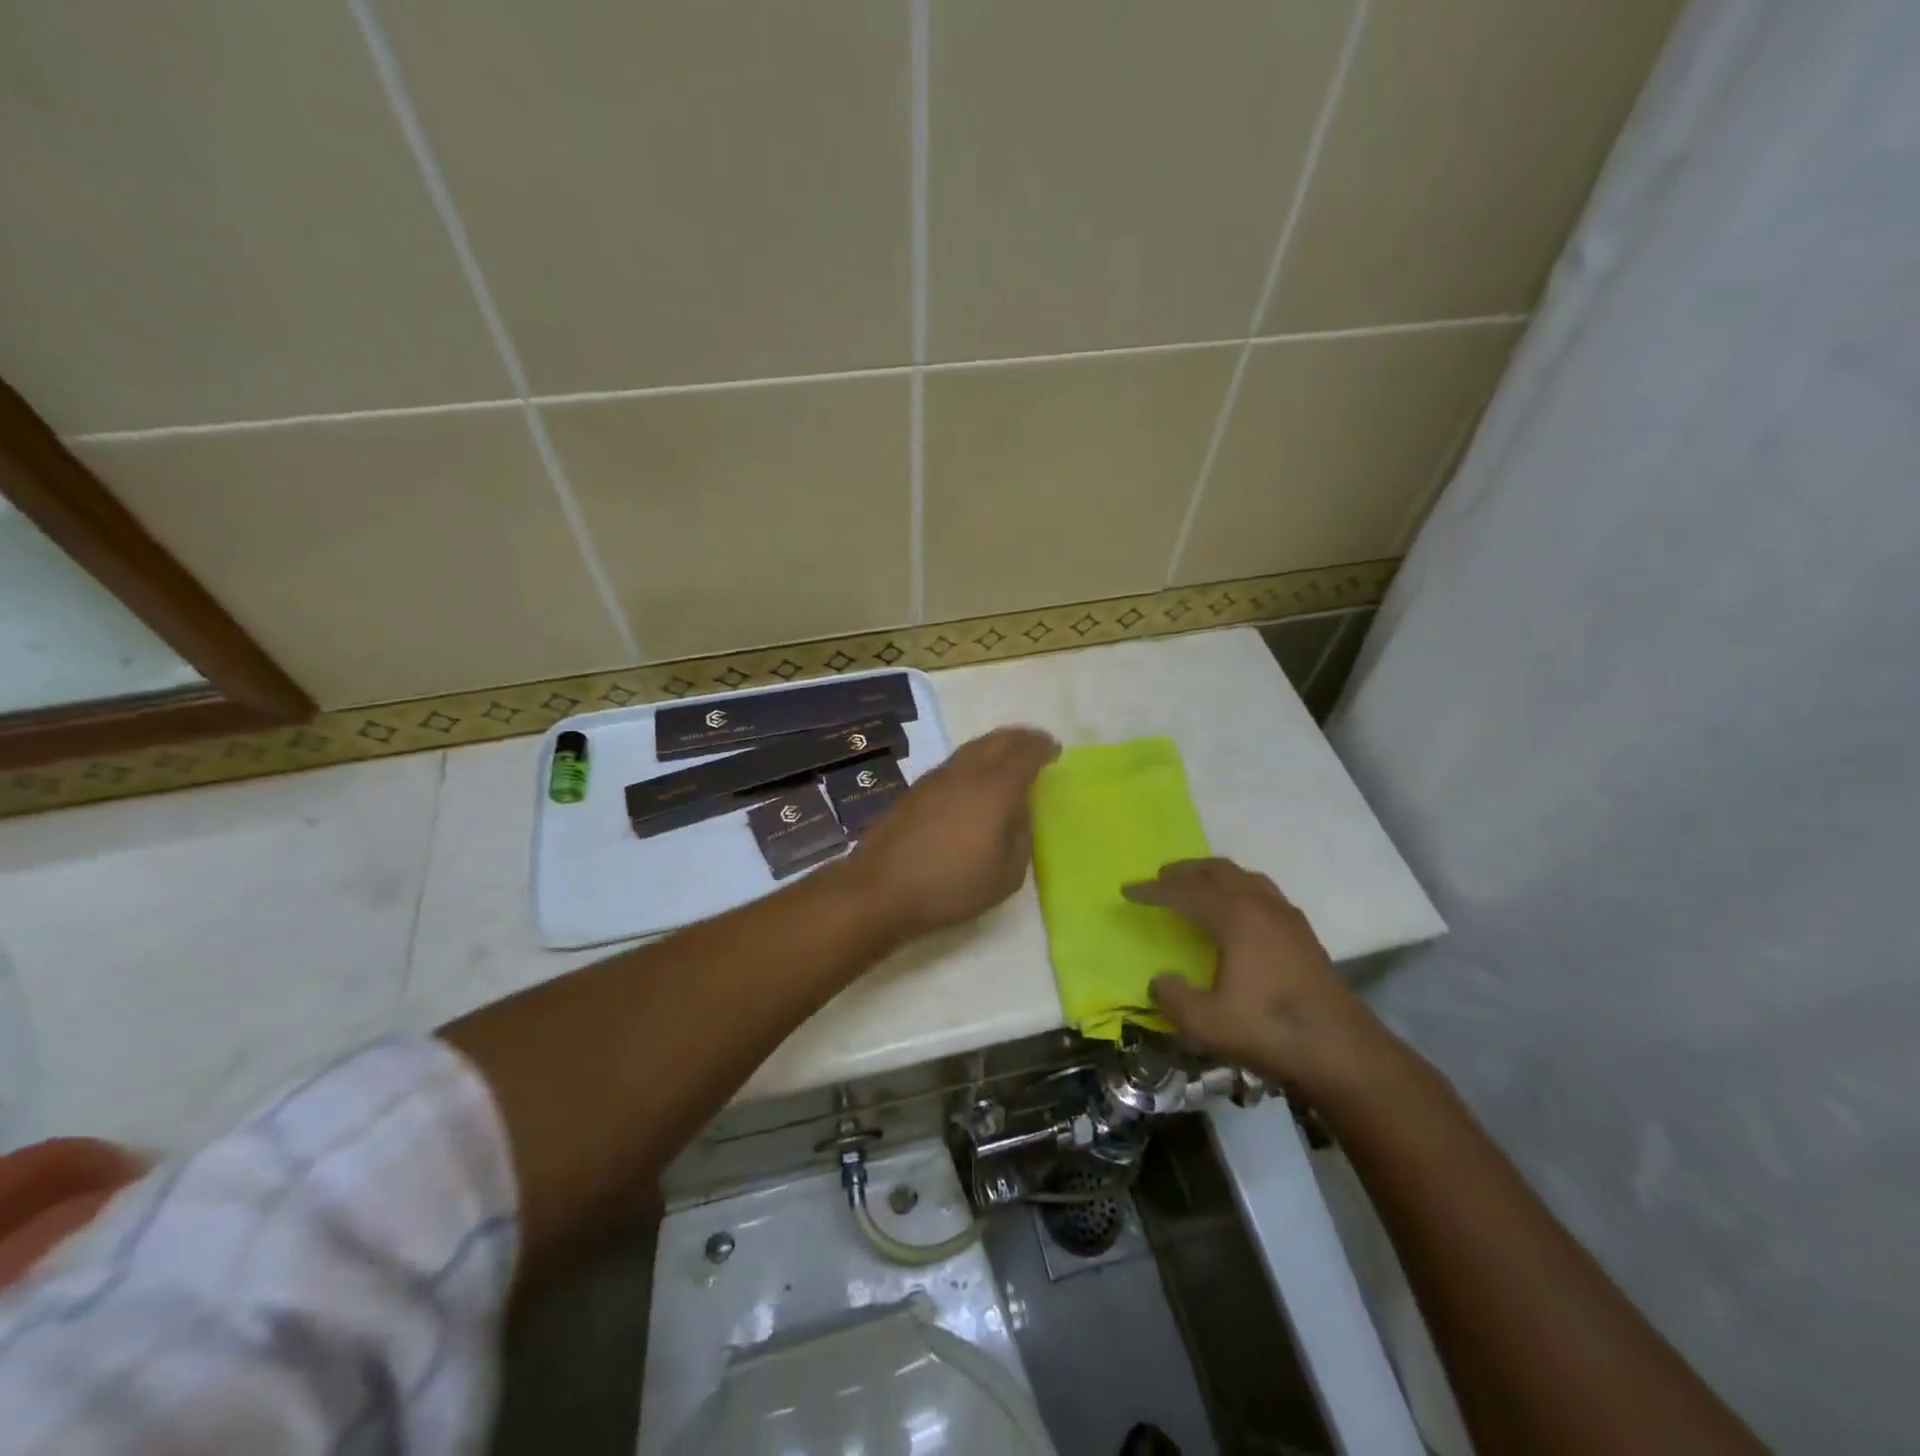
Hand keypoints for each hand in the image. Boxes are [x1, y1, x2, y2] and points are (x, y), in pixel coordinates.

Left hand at [847, 726, 1059, 941]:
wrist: (881, 888)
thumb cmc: (952, 886)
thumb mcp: (1007, 874)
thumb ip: (1021, 836)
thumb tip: (1018, 812)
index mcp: (995, 788)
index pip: (1025, 752)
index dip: (1043, 747)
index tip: (1054, 751)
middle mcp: (965, 772)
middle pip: (997, 740)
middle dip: (1020, 738)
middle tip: (1035, 746)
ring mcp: (936, 777)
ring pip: (972, 748)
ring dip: (994, 747)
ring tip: (1006, 760)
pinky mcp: (915, 790)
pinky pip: (954, 763)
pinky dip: (973, 762)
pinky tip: (973, 783)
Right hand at [1122, 858, 1389, 1090]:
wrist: (1342, 1051)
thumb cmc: (1269, 1030)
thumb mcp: (1206, 1023)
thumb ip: (1173, 997)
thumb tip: (1160, 980)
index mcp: (1236, 917)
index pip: (1184, 892)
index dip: (1152, 890)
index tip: (1127, 891)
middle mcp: (1261, 905)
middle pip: (1217, 871)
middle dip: (1185, 871)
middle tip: (1161, 877)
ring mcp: (1287, 917)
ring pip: (1244, 877)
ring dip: (1215, 875)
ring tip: (1197, 885)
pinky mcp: (1303, 934)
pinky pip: (1263, 892)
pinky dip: (1239, 888)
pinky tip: (1238, 911)